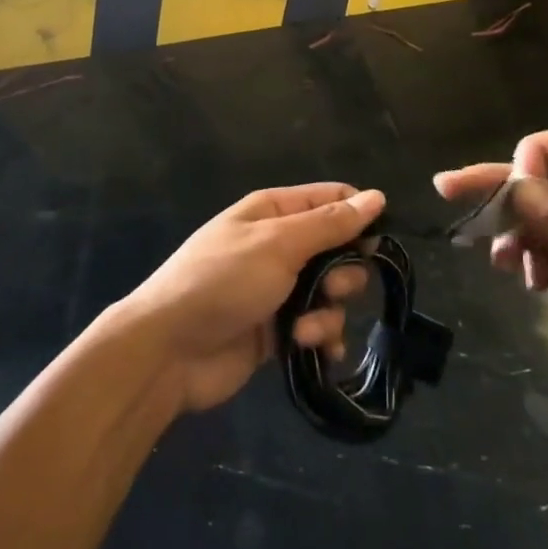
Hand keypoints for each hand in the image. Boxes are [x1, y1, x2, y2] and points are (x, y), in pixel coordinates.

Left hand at [118, 184, 382, 413]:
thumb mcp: (278, 244)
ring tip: (304, 330)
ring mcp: (278, 290)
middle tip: (329, 288)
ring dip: (328, 313)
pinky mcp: (278, 331)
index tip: (377, 241)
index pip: (331, 200)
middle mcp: (278, 246)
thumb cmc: (223, 281)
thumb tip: (377, 197)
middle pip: (338, 250)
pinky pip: (317, 328)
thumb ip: (329, 224)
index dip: (359, 216)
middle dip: (344, 273)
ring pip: (332, 294)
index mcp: (274, 212)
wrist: (170, 350)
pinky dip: (321, 340)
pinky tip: (314, 351)